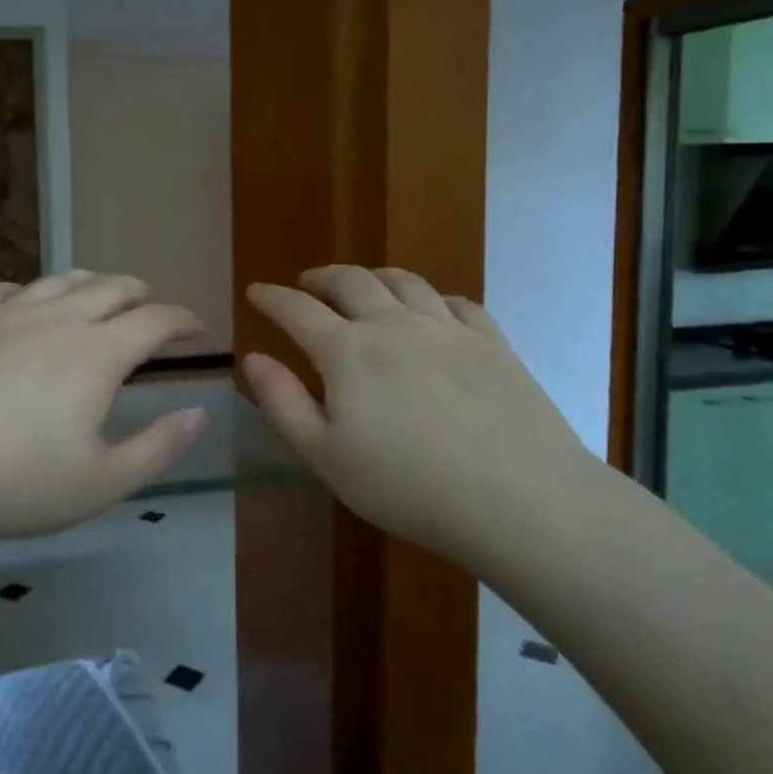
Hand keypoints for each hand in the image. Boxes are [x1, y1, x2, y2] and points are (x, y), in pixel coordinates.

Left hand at [0, 271, 209, 541]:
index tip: (197, 328)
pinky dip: (26, 290)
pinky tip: (23, 301)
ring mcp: (3, 314)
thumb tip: (200, 413)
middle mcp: (56, 319)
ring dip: (90, 282)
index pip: (155, 321)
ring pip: (59, 281)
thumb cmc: (10, 483)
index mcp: (97, 353)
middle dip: (140, 293)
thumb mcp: (99, 484)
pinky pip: (1, 290)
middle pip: (110, 288)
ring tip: (100, 292)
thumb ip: (158, 447)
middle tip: (151, 306)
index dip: (183, 319)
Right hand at [243, 265, 593, 556]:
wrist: (520, 498)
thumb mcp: (325, 456)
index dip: (272, 297)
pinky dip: (432, 296)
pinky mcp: (492, 343)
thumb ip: (282, 402)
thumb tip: (252, 358)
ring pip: (403, 281)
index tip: (256, 291)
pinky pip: (456, 302)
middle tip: (306, 282)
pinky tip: (433, 307)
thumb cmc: (407, 485)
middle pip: (350, 282)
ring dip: (373, 275)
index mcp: (347, 351)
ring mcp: (447, 328)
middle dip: (321, 277)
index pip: (297, 310)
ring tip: (363, 281)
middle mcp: (393, 324)